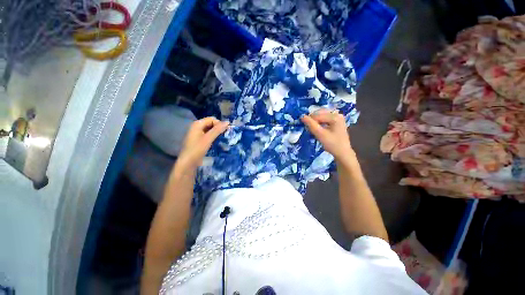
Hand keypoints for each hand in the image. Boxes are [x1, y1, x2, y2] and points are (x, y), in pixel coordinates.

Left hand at [177, 117, 228, 168]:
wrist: (188, 162)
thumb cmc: (197, 149)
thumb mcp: (208, 139)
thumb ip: (218, 130)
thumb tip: (228, 122)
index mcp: (197, 124)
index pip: (212, 119)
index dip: (219, 124)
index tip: (225, 132)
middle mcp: (197, 126)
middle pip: (211, 123)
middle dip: (218, 128)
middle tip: (224, 135)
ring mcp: (197, 133)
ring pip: (210, 129)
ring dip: (216, 133)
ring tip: (222, 138)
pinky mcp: (198, 139)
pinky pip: (208, 134)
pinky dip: (213, 136)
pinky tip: (216, 141)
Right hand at [301, 109, 353, 161]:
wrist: (343, 153)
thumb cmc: (332, 144)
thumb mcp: (320, 134)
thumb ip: (311, 125)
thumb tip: (302, 116)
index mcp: (335, 116)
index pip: (317, 115)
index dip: (310, 120)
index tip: (306, 128)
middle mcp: (337, 114)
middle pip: (320, 113)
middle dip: (313, 120)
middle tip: (309, 128)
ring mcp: (338, 117)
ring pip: (322, 115)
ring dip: (315, 121)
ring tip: (313, 129)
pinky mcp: (337, 121)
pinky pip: (325, 118)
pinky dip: (320, 122)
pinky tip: (318, 128)